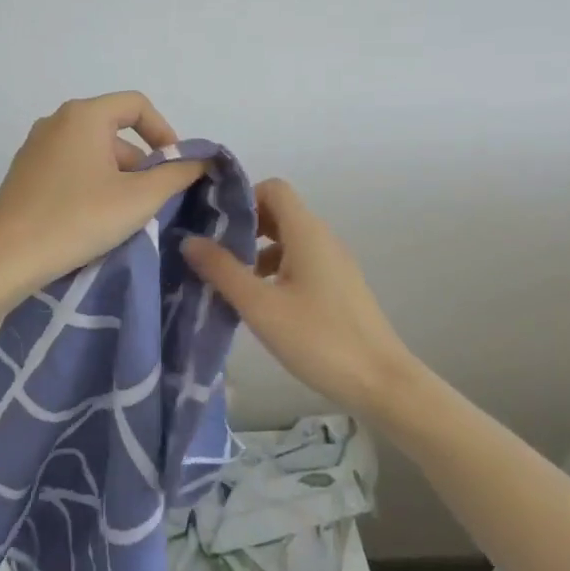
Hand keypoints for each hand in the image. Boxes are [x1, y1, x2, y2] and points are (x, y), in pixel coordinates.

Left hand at [0, 93, 208, 300]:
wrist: (7, 259)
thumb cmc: (78, 220)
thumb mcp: (139, 199)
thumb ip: (176, 174)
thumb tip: (200, 160)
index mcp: (83, 115)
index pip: (136, 105)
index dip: (164, 132)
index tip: (175, 168)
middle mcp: (56, 121)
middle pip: (114, 130)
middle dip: (141, 163)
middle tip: (152, 202)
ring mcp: (34, 147)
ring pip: (92, 152)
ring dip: (117, 177)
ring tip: (124, 217)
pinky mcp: (23, 174)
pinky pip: (69, 168)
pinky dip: (91, 184)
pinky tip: (93, 219)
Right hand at [182, 178, 416, 418]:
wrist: (380, 382)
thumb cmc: (318, 338)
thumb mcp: (261, 306)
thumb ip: (222, 270)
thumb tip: (189, 240)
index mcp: (307, 233)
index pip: (273, 188)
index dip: (242, 198)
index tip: (213, 224)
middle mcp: (323, 239)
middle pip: (279, 213)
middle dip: (244, 227)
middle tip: (214, 254)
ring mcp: (334, 263)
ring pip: (289, 240)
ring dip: (257, 252)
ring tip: (231, 282)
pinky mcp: (338, 287)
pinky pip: (301, 263)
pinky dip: (276, 270)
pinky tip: (260, 303)